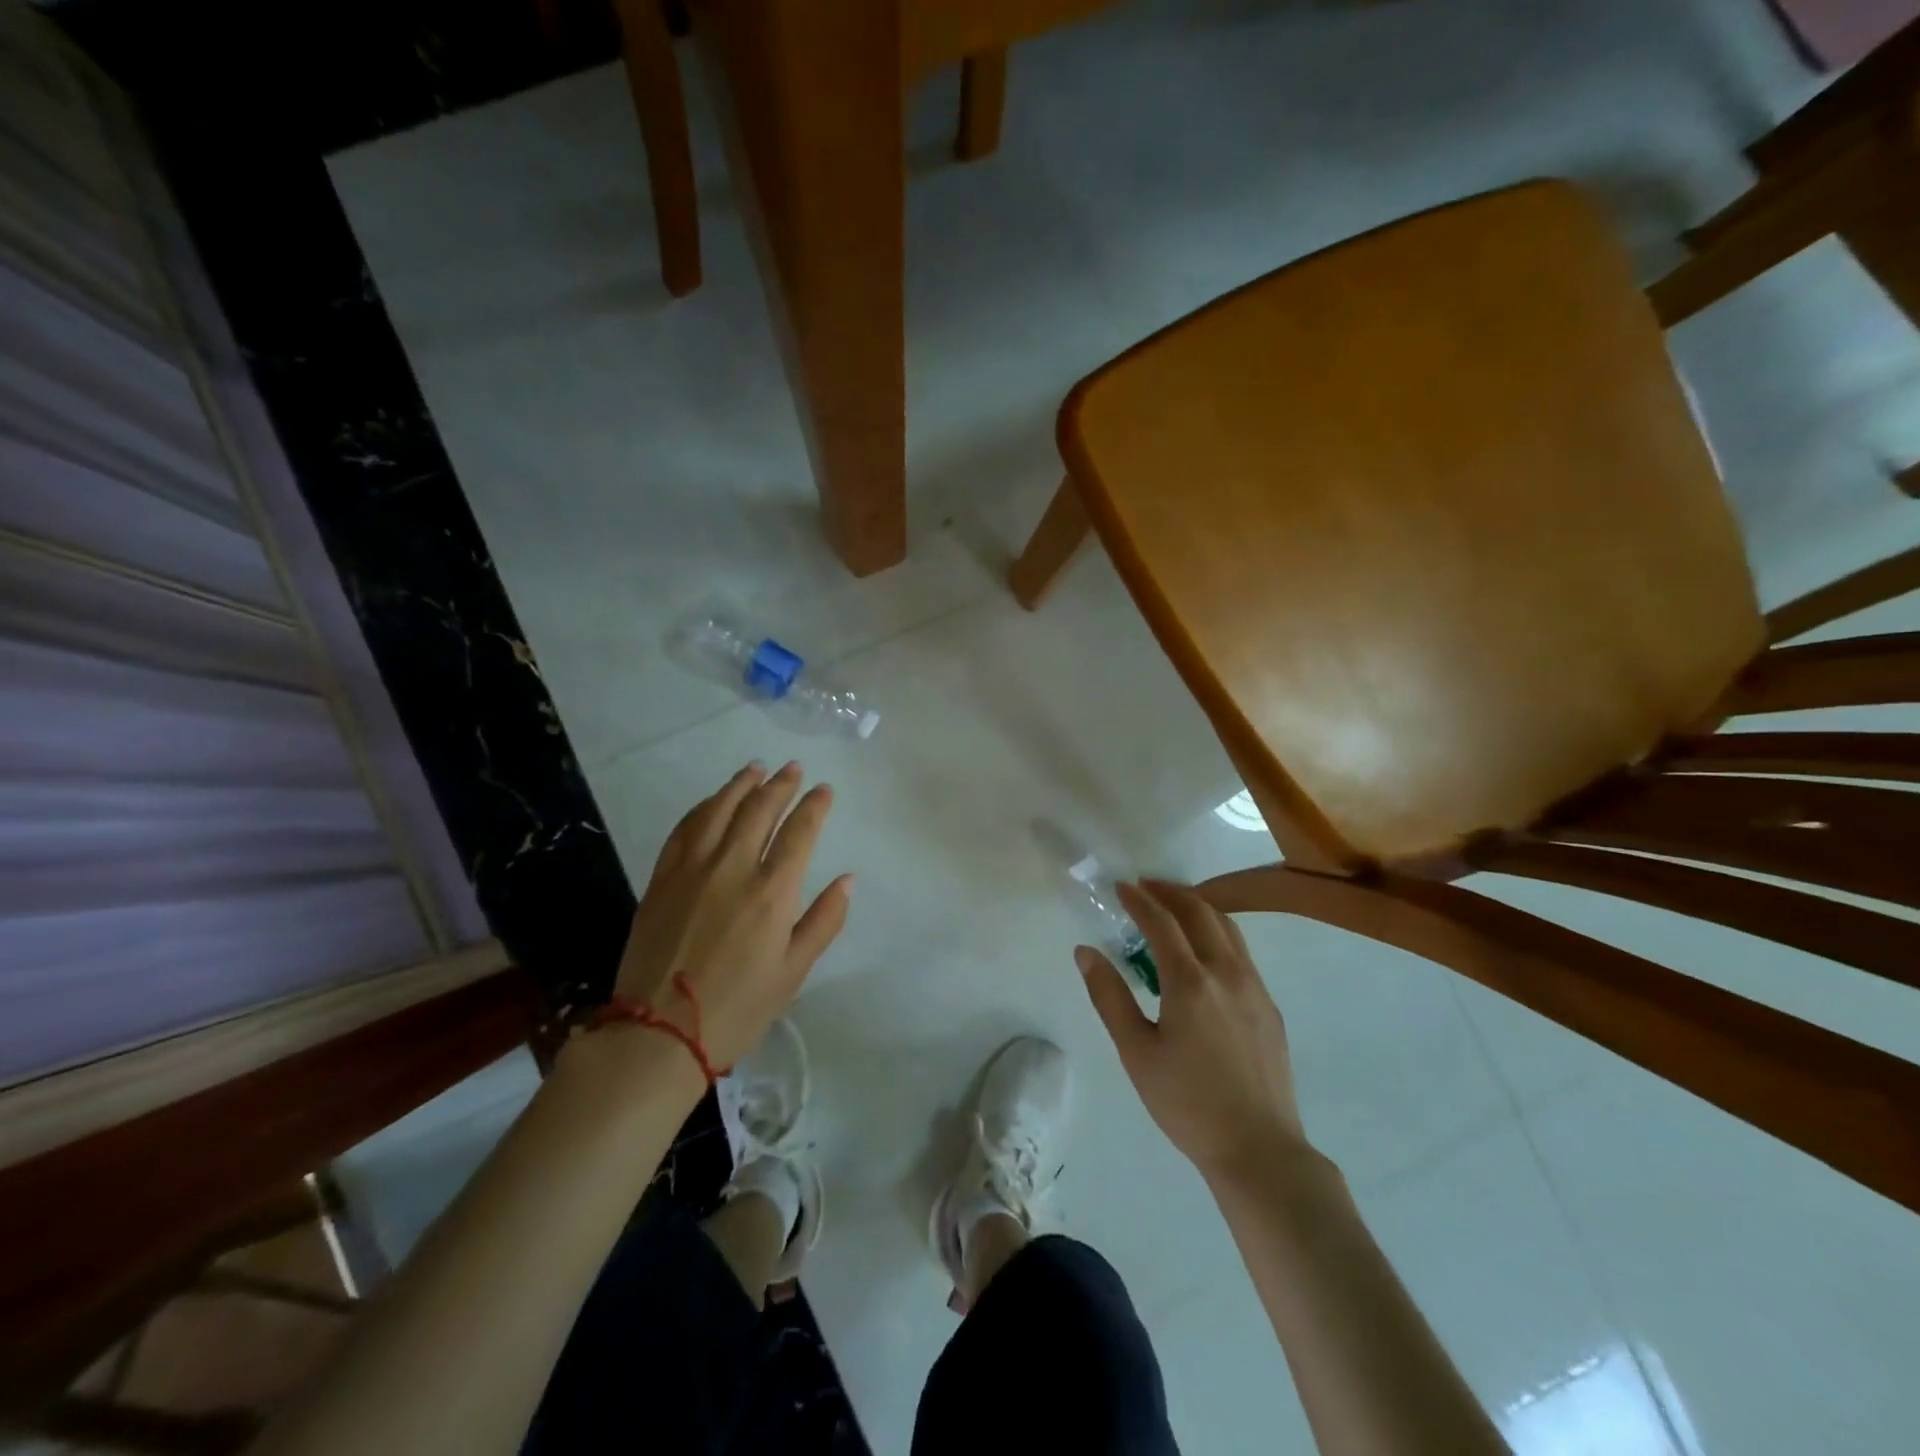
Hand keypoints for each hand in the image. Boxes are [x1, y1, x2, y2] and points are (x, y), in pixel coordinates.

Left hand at [612, 762, 850, 1069]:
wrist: (658, 1034)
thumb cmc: (738, 1008)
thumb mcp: (794, 972)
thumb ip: (824, 920)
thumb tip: (847, 879)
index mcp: (771, 892)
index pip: (799, 832)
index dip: (814, 806)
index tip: (824, 790)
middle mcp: (732, 868)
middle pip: (759, 811)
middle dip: (780, 785)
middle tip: (793, 769)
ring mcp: (691, 870)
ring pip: (719, 810)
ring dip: (740, 785)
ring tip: (756, 768)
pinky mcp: (661, 879)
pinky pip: (684, 829)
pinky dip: (703, 808)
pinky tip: (712, 802)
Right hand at [1078, 880, 1307, 1182]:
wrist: (1259, 1149)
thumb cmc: (1187, 1103)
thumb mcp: (1136, 1052)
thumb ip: (1109, 996)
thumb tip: (1085, 952)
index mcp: (1190, 983)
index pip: (1161, 923)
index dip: (1139, 900)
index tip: (1121, 886)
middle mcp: (1226, 973)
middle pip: (1201, 912)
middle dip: (1171, 892)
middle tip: (1146, 885)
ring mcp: (1254, 988)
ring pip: (1228, 928)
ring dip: (1198, 907)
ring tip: (1174, 906)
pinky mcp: (1269, 1006)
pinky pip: (1241, 952)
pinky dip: (1217, 932)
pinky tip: (1204, 951)